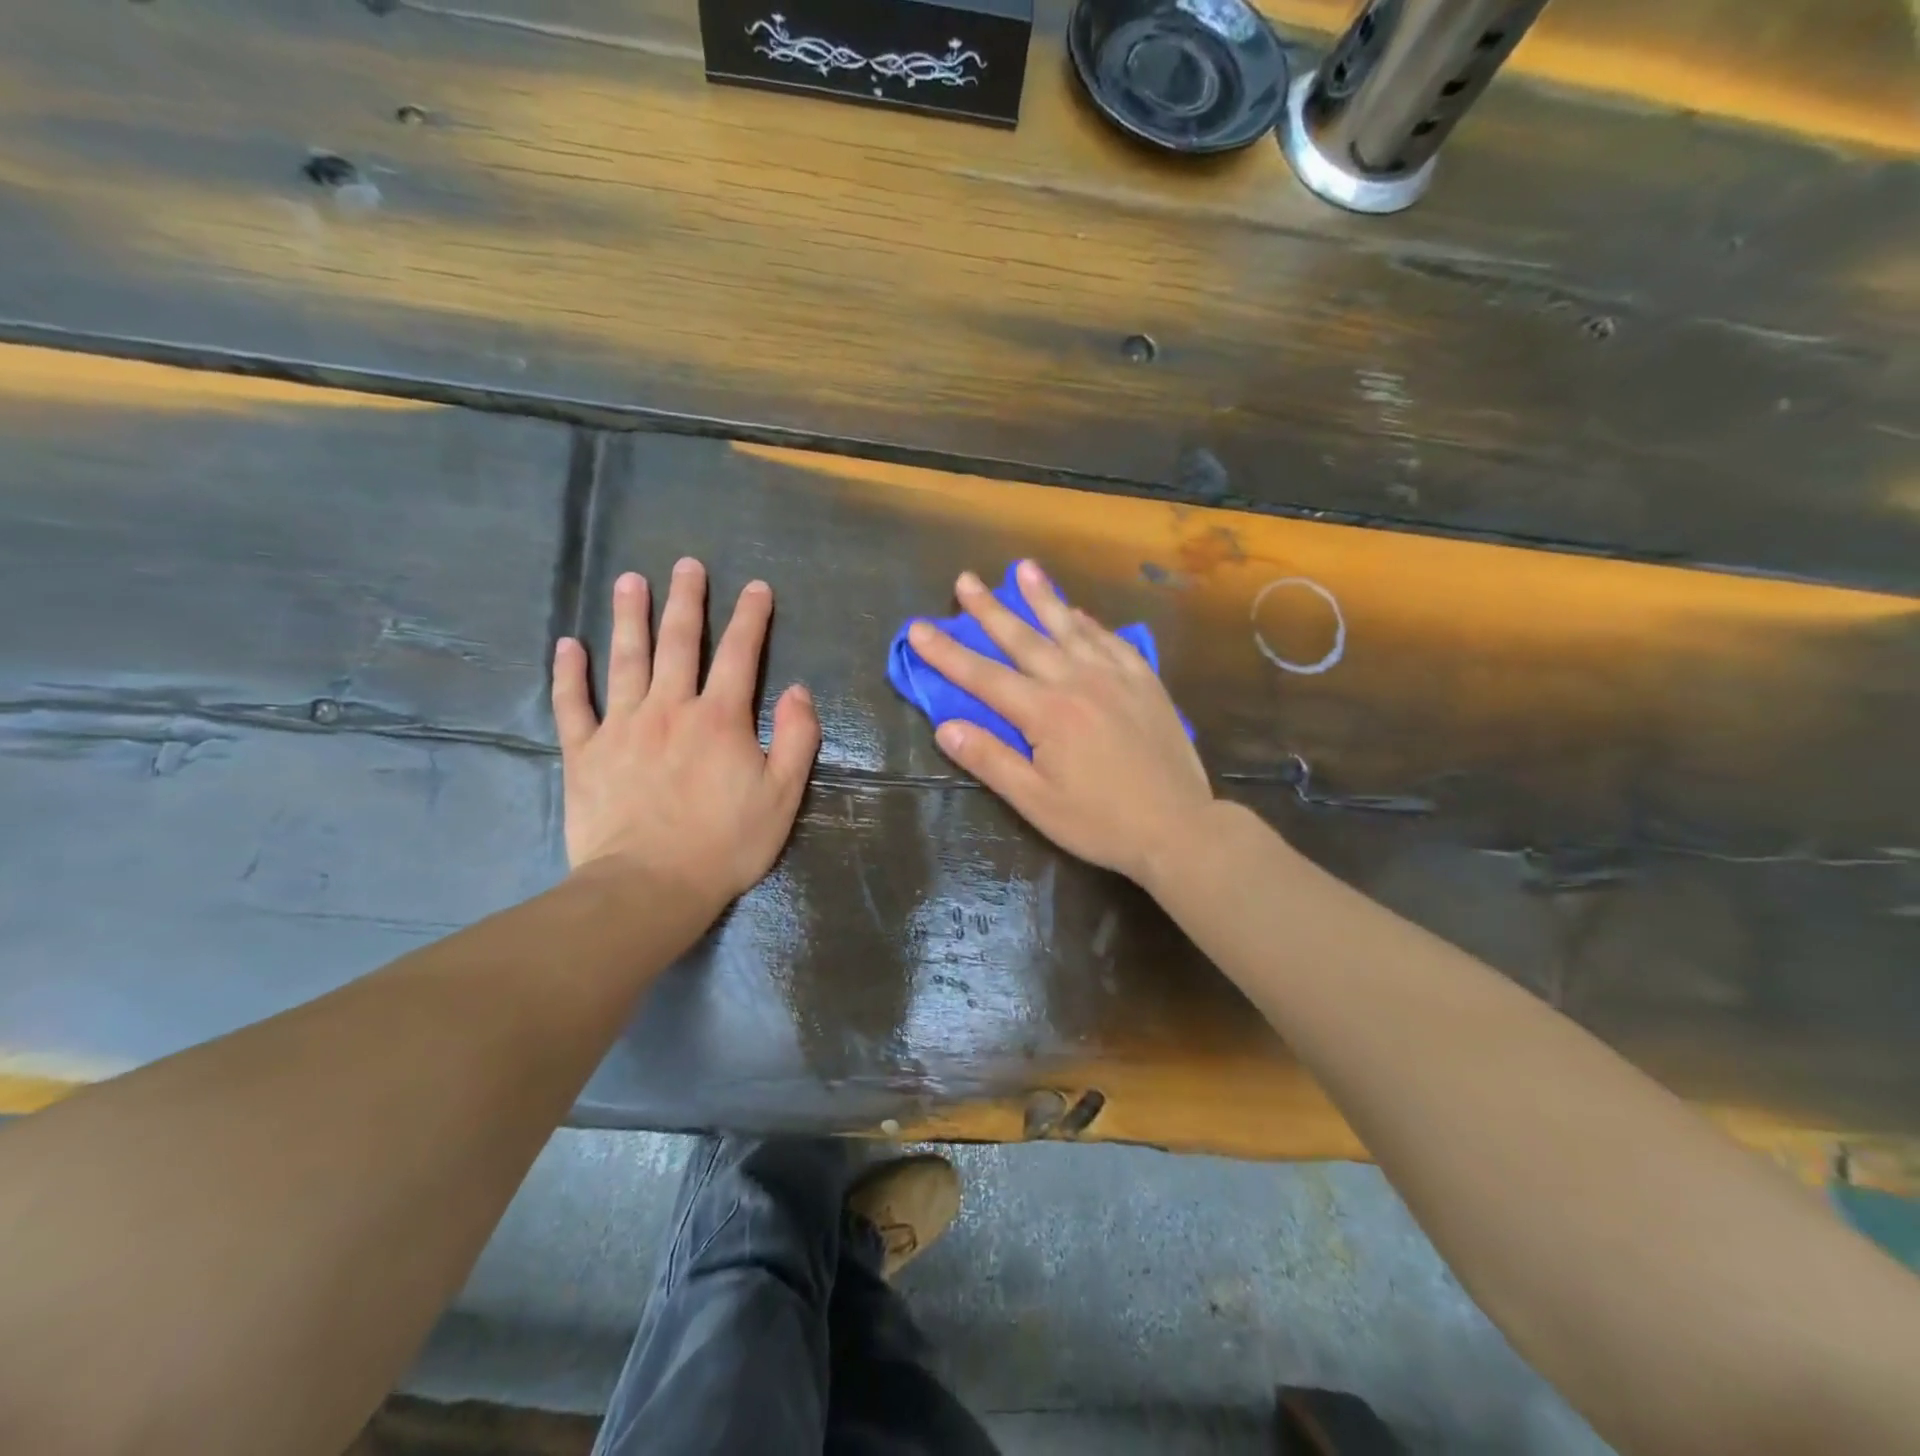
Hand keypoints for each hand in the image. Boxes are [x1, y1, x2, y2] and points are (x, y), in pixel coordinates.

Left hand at [551, 558, 820, 909]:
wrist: (649, 886)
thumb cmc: (725, 843)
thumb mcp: (783, 796)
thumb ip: (796, 739)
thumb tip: (798, 691)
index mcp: (720, 719)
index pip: (741, 655)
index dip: (751, 618)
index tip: (756, 587)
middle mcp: (670, 709)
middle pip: (679, 643)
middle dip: (686, 601)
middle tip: (686, 564)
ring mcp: (622, 727)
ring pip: (625, 660)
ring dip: (629, 618)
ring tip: (629, 581)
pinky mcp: (585, 752)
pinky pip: (573, 704)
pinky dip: (568, 674)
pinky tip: (567, 646)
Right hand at [907, 560, 1213, 885]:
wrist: (1179, 828)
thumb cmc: (1100, 823)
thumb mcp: (1036, 802)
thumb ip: (990, 760)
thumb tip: (945, 727)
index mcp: (1046, 713)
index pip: (984, 676)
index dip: (947, 652)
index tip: (918, 628)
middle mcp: (1078, 682)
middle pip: (1024, 638)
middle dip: (990, 609)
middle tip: (966, 580)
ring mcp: (1116, 677)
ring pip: (1071, 628)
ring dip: (1043, 597)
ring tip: (1023, 569)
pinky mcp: (1145, 682)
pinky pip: (1112, 641)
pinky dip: (1090, 623)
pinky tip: (1079, 612)